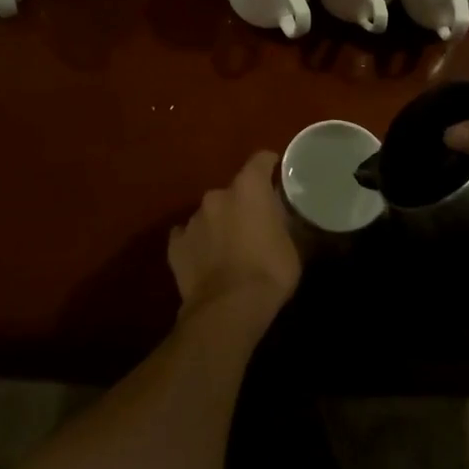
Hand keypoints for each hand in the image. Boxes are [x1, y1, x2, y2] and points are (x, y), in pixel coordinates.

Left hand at [168, 152, 301, 319]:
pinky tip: (206, 260)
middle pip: (234, 191)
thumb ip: (287, 223)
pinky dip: (198, 243)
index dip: (269, 165)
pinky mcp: (175, 245)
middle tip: (256, 224)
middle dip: (244, 203)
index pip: (260, 160)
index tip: (276, 174)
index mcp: (249, 188)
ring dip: (220, 224)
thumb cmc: (269, 272)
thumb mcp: (293, 246)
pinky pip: (189, 236)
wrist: (228, 309)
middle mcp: (217, 195)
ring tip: (230, 248)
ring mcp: (192, 219)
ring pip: (210, 214)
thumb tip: (287, 216)